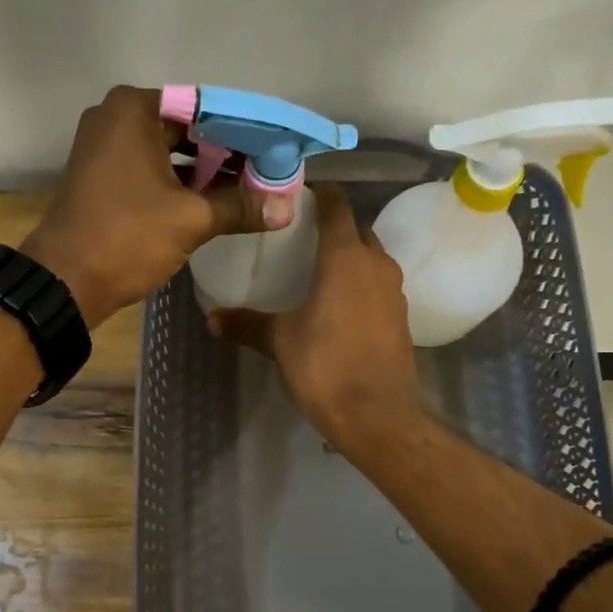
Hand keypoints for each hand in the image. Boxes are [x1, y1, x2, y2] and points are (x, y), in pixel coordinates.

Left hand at [21, 86, 294, 328]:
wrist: (66, 281)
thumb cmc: (127, 237)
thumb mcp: (191, 219)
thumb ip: (240, 207)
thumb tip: (286, 209)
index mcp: (135, 109)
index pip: (206, 109)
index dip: (246, 132)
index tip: (277, 151)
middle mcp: (116, 118)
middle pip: (188, 129)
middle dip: (228, 153)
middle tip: (268, 174)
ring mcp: (105, 147)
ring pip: (170, 152)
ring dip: (206, 172)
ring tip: (249, 191)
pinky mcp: (102, 176)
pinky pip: (152, 170)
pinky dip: (180, 184)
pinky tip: (213, 203)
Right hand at [209, 184, 420, 446]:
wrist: (377, 415)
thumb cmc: (325, 367)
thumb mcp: (280, 342)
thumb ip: (247, 324)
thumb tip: (211, 318)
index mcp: (346, 257)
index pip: (337, 206)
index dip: (319, 195)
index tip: (297, 196)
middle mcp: (376, 264)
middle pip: (357, 230)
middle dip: (333, 226)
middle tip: (300, 236)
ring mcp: (394, 291)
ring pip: (371, 258)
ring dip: (349, 256)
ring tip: (316, 269)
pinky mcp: (401, 317)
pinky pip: (378, 285)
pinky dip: (359, 284)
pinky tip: (338, 304)